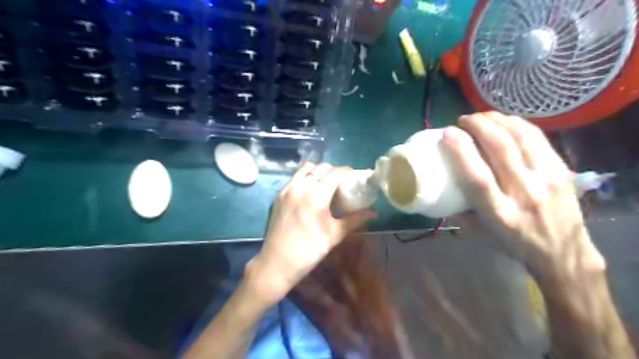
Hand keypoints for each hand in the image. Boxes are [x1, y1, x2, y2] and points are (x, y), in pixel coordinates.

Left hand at [248, 163, 377, 302]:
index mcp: (315, 197)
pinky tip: (310, 191)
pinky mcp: (278, 195)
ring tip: (325, 184)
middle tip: (341, 182)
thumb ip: (355, 220)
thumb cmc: (309, 251)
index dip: (346, 171)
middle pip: (321, 167)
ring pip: (305, 168)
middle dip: (334, 171)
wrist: (277, 262)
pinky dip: (305, 177)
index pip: (334, 173)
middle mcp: (300, 187)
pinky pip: (295, 177)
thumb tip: (374, 212)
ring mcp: (286, 189)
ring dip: (318, 171)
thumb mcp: (335, 235)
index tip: (353, 177)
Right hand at [443, 112, 604, 279]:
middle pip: (501, 149)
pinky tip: (504, 121)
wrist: (562, 252)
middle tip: (463, 120)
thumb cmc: (512, 243)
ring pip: (521, 138)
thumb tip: (441, 185)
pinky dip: (517, 124)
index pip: (477, 176)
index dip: (461, 151)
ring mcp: (547, 180)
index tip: (448, 133)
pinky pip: (538, 138)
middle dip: (479, 126)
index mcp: (498, 213)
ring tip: (481, 116)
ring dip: (498, 120)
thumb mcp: (477, 233)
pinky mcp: (561, 170)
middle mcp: (524, 194)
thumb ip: (456, 210)